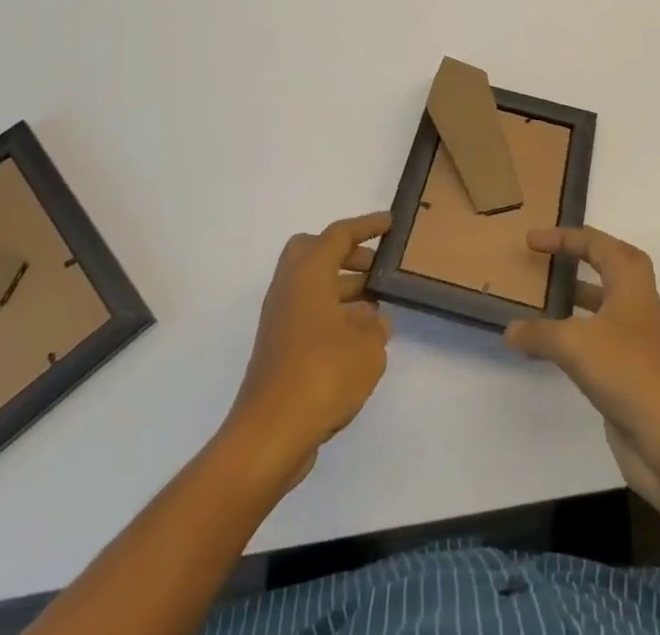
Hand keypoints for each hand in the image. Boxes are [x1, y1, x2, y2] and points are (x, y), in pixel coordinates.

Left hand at [227, 212, 392, 483]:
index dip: (366, 226)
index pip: (338, 235)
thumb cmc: (322, 376)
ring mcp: (280, 320)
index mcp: (308, 274)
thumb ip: (376, 327)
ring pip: (312, 286)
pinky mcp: (279, 350)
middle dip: (346, 254)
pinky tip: (359, 341)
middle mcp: (289, 289)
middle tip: (375, 267)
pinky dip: (333, 315)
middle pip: (314, 252)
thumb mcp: (367, 348)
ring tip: (377, 309)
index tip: (390, 223)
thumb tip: (372, 322)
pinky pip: (309, 314)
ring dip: (343, 288)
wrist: (269, 436)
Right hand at [504, 227, 659, 479]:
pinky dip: (576, 335)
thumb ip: (540, 334)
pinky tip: (553, 347)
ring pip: (604, 305)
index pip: (597, 244)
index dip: (564, 238)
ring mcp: (637, 340)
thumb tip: (510, 331)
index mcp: (631, 283)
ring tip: (543, 300)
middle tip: (549, 259)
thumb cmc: (629, 372)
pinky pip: (599, 340)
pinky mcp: (631, 372)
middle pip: (610, 266)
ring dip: (577, 297)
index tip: (532, 241)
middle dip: (580, 257)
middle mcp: (637, 304)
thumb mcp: (575, 345)